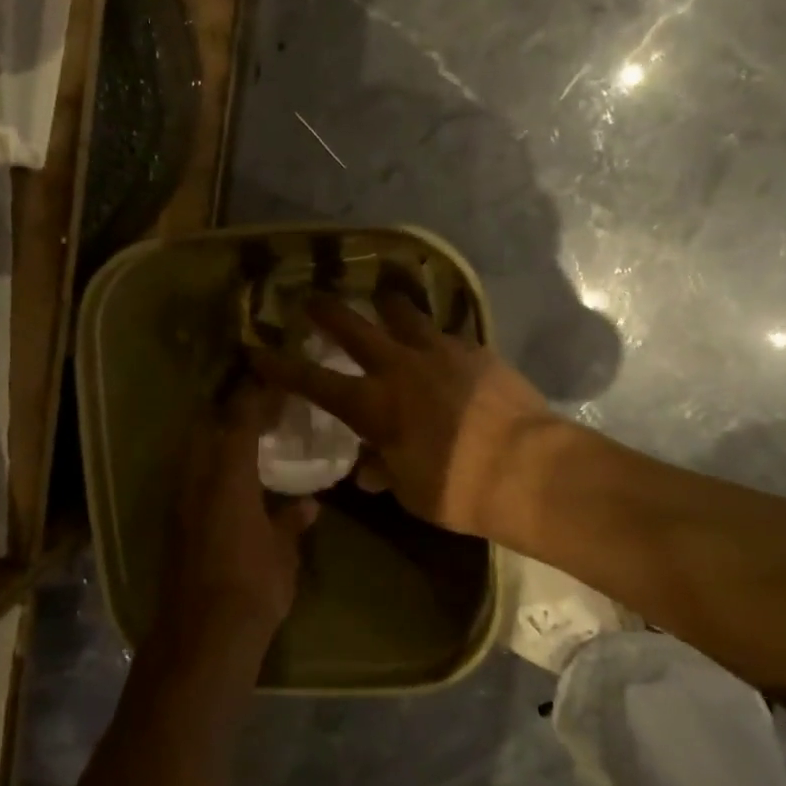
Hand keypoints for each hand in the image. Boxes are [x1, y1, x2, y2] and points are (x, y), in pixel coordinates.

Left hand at [162, 384, 318, 651]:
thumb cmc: (253, 586)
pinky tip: (230, 480)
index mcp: (228, 475)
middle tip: (260, 409)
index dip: (256, 397)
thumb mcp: (283, 552)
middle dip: (230, 412)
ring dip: (216, 438)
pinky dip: (208, 466)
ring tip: (247, 439)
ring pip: (194, 451)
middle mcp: (197, 478)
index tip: (274, 383)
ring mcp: (179, 500)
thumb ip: (292, 521)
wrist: (202, 635)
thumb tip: (308, 504)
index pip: (239, 419)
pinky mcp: (172, 523)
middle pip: (207, 427)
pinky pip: (190, 477)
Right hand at [251, 293, 558, 539]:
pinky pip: (445, 333)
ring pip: (402, 312)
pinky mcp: (474, 349)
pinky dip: (434, 336)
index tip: (255, 349)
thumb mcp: (410, 490)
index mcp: (373, 405)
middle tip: (310, 296)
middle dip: (326, 311)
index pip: (313, 381)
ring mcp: (439, 351)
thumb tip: (369, 468)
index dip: (280, 366)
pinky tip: (442, 346)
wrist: (529, 467)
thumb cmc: (458, 490)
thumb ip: (385, 470)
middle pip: (352, 327)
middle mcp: (399, 367)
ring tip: (382, 298)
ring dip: (386, 305)